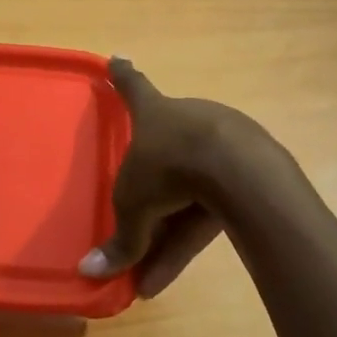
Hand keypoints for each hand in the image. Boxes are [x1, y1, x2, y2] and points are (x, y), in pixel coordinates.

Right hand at [78, 58, 272, 297]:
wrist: (236, 169)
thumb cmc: (168, 169)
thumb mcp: (133, 207)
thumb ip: (119, 241)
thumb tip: (87, 272)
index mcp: (154, 114)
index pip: (133, 89)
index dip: (122, 77)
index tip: (117, 58)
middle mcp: (188, 120)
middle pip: (164, 152)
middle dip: (150, 190)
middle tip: (135, 222)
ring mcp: (223, 142)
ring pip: (188, 191)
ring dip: (166, 236)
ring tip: (150, 277)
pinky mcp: (248, 170)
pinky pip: (210, 208)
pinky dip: (190, 240)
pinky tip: (170, 276)